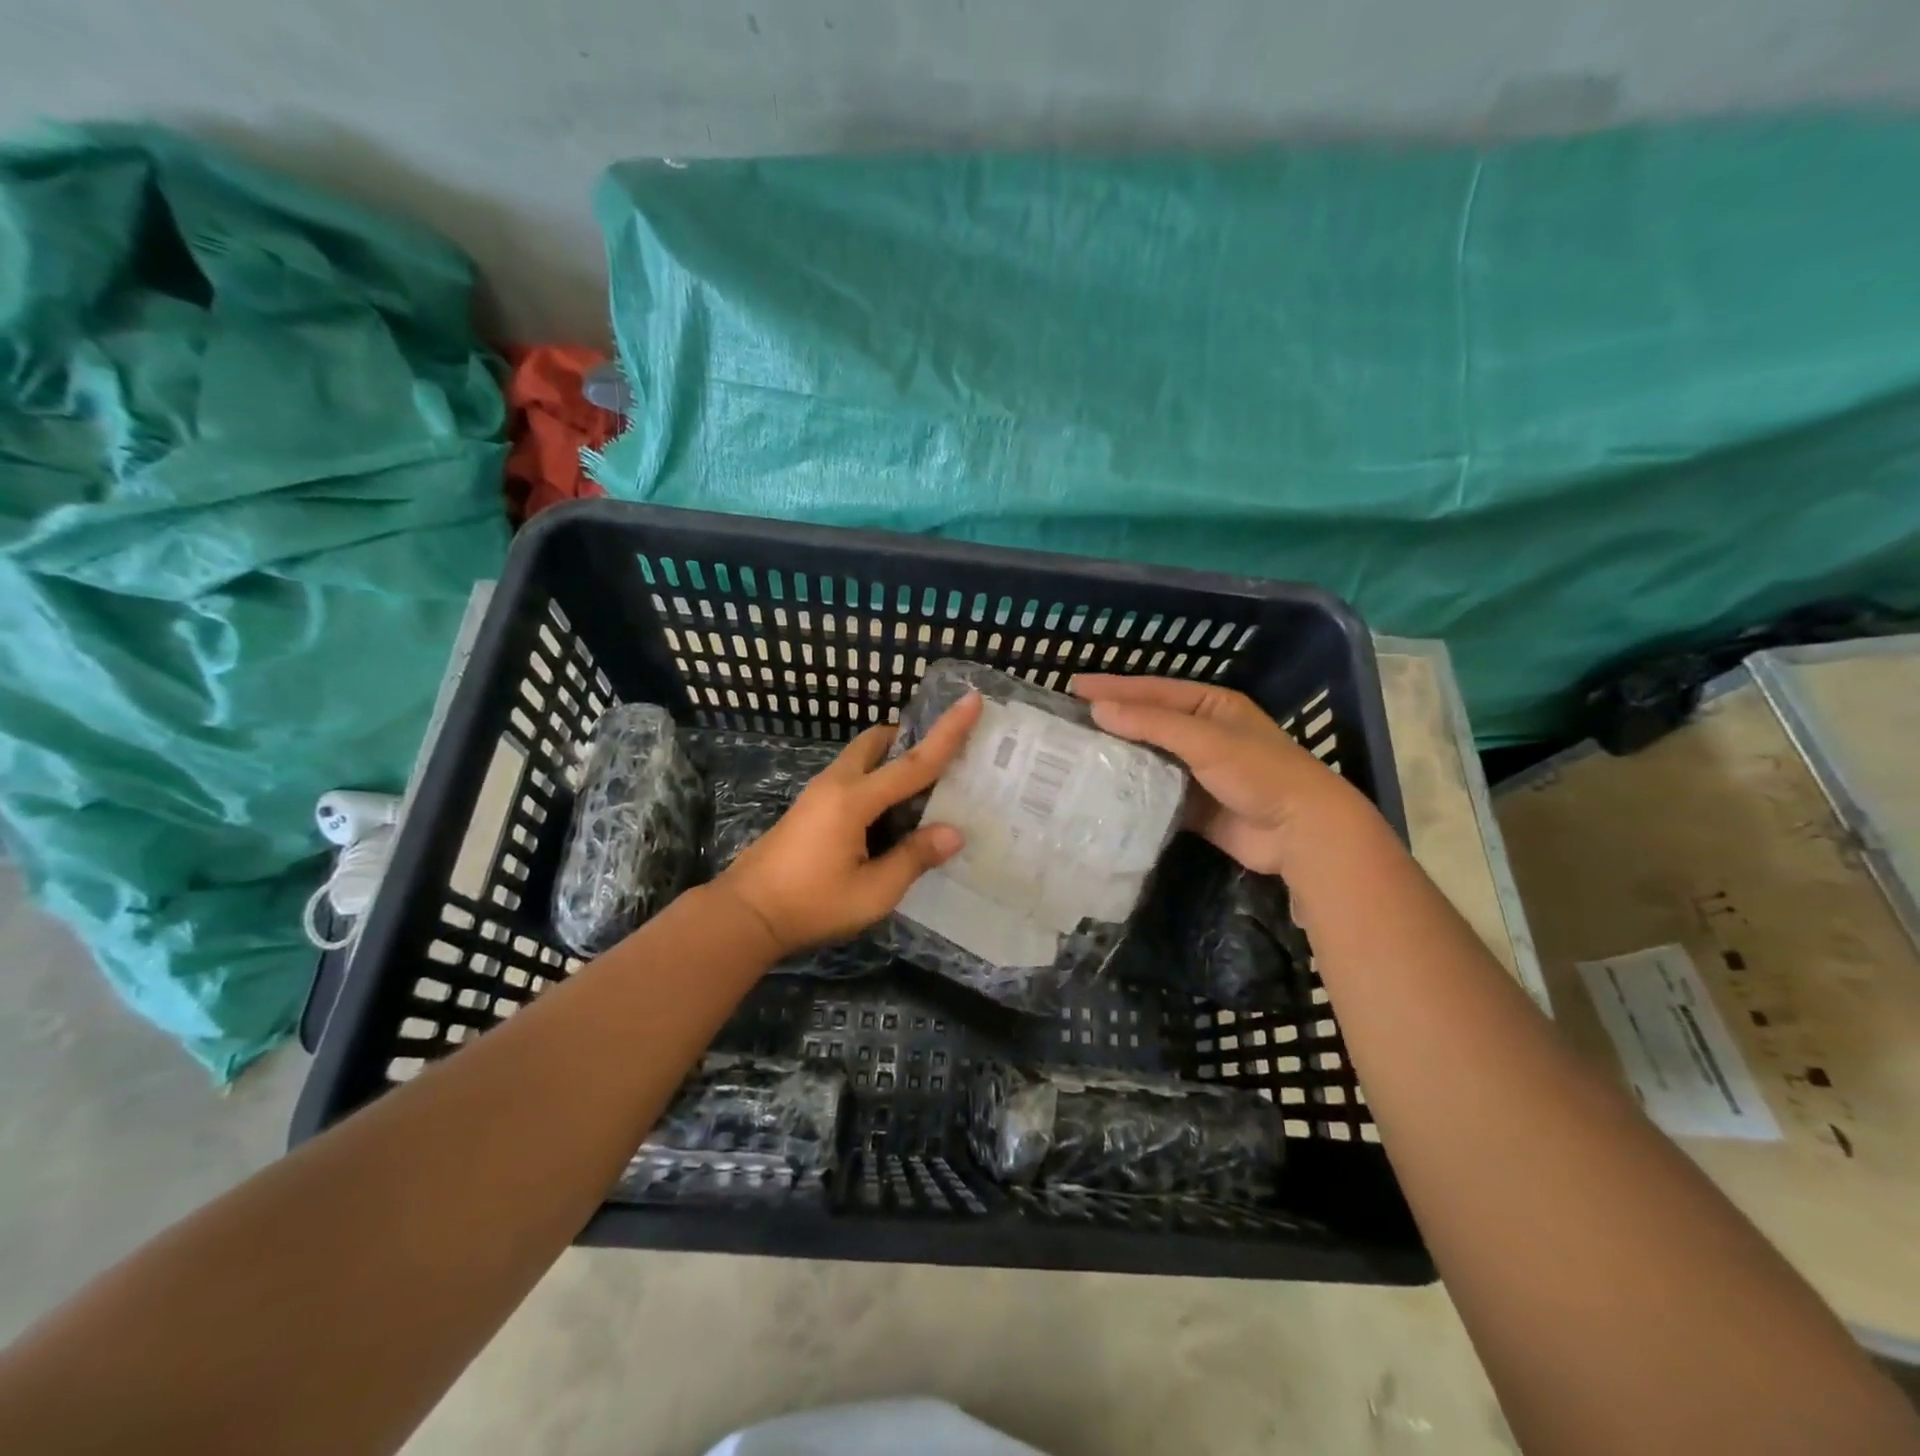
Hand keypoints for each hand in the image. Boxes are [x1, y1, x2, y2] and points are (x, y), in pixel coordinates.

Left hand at [717, 693, 983, 954]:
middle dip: (909, 739)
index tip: (972, 699)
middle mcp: (836, 784)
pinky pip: (851, 777)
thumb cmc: (811, 904)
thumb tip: (953, 833)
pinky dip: (875, 779)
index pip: (914, 762)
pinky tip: (888, 815)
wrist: (745, 915)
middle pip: (877, 742)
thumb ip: (913, 858)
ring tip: (920, 791)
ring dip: (890, 760)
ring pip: (861, 757)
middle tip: (941, 757)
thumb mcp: (872, 892)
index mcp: (855, 800)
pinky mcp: (809, 807)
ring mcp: (818, 793)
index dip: (948, 732)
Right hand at [1072, 675, 1366, 875]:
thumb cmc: (1259, 772)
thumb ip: (1152, 724)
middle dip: (1111, 722)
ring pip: (1148, 759)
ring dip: (1117, 757)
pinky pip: (1154, 793)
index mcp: (1211, 706)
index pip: (1153, 692)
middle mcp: (1203, 734)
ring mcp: (1197, 771)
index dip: (1113, 688)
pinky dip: (1131, 792)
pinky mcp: (1193, 806)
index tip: (1073, 688)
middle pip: (1147, 723)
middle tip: (1067, 721)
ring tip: (1074, 755)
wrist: (1301, 832)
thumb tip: (1098, 710)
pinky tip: (1101, 792)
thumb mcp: (1205, 740)